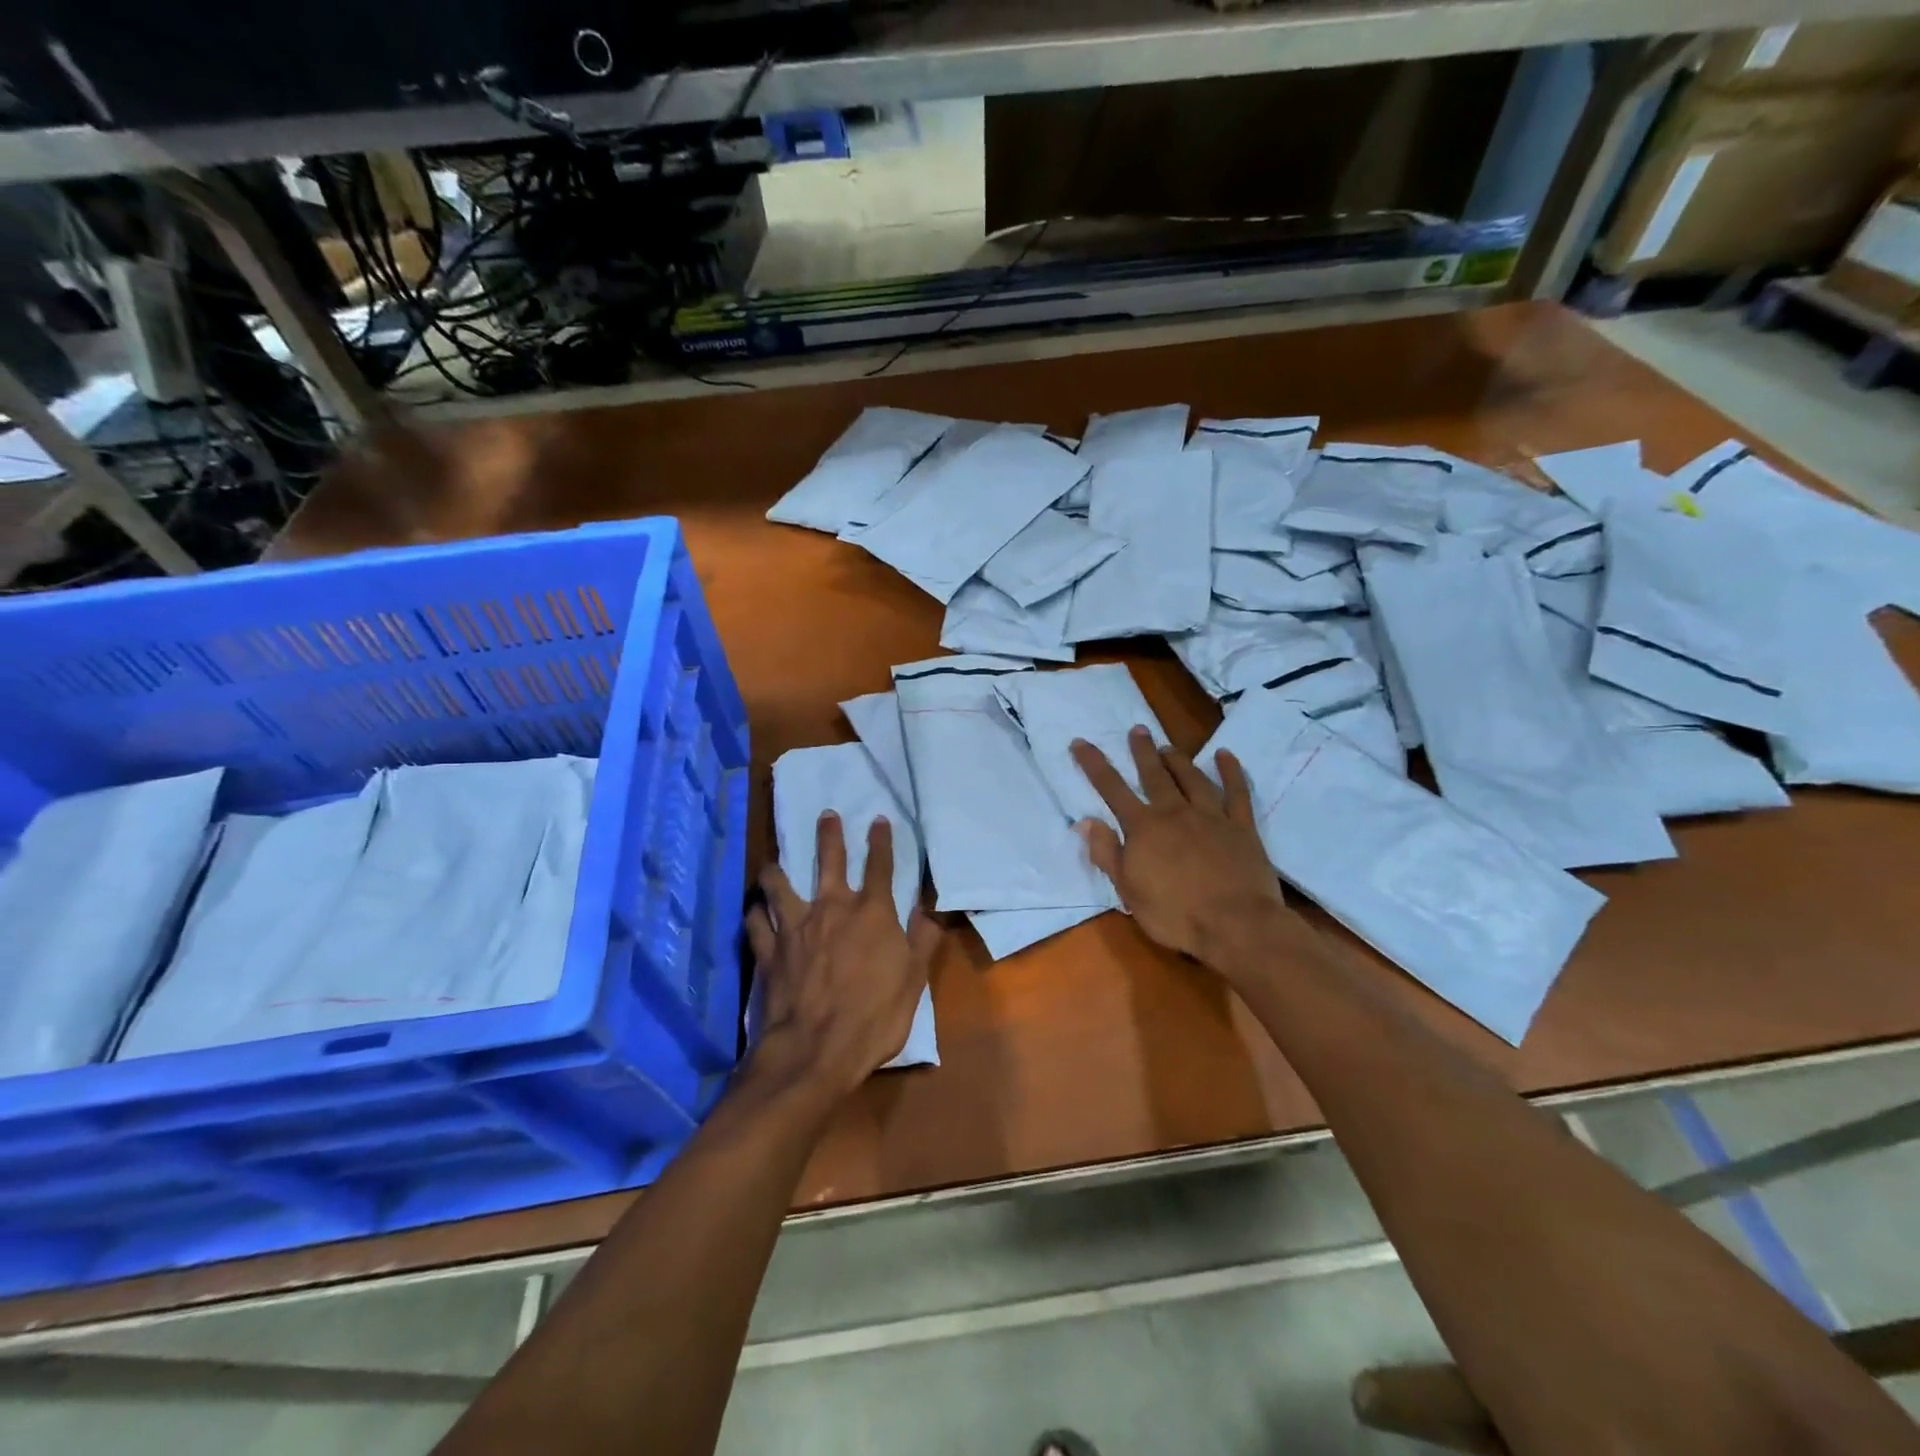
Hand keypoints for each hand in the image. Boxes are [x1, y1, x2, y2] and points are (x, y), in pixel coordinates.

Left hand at [745, 812, 940, 1101]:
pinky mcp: (769, 951)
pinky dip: (755, 913)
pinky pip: (756, 923)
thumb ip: (922, 938)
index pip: (880, 866)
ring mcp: (795, 927)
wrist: (817, 1049)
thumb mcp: (914, 979)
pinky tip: (754, 909)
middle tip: (825, 815)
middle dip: (829, 835)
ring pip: (780, 886)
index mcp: (871, 913)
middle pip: (829, 861)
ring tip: (773, 862)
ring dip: (777, 871)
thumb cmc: (875, 1015)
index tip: (878, 819)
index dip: (881, 841)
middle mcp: (831, 908)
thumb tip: (930, 906)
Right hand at [1071, 727, 1292, 965]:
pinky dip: (1231, 772)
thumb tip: (1086, 821)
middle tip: (1136, 729)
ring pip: (1192, 778)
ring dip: (1178, 760)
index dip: (1094, 764)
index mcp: (1144, 828)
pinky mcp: (1241, 827)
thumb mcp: (1128, 891)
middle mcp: (1175, 812)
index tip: (1080, 742)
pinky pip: (1236, 793)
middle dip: (1142, 752)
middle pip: (1154, 775)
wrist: (1236, 924)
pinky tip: (1225, 756)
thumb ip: (1107, 853)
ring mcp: (1211, 816)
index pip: (1112, 789)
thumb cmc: (1175, 914)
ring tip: (1168, 746)